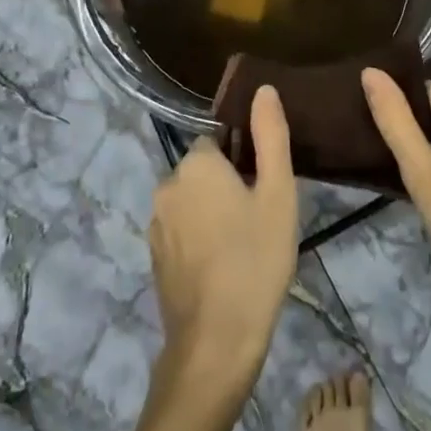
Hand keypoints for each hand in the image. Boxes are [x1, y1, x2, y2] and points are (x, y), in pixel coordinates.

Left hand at [150, 85, 298, 389]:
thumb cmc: (256, 259)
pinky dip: (199, 238)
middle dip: (228, 186)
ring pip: (192, 201)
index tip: (264, 191)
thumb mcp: (278, 193)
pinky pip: (181, 230)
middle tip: (260, 220)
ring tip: (244, 246)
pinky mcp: (153, 256)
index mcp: (195, 164)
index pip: (220, 142)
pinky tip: (223, 266)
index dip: (245, 162)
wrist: (216, 341)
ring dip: (213, 213)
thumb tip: (263, 89)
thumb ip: (270, 136)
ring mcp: (155, 224)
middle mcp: (166, 185)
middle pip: (204, 170)